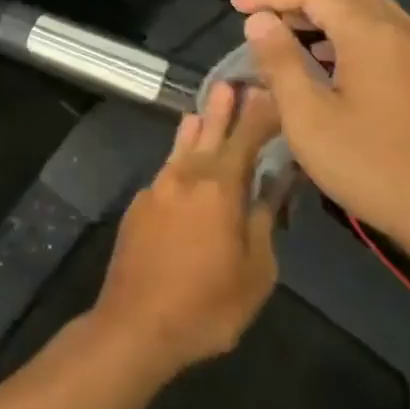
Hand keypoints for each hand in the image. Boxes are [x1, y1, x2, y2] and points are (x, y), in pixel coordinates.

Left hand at [92, 81, 281, 379]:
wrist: (135, 325)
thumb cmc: (206, 306)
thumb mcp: (255, 272)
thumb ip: (263, 221)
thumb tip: (273, 185)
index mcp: (218, 189)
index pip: (246, 140)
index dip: (261, 116)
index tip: (273, 92)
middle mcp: (185, 178)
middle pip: (209, 134)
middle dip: (224, 110)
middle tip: (232, 83)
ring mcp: (157, 189)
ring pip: (182, 149)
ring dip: (197, 128)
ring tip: (204, 110)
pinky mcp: (139, 205)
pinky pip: (166, 171)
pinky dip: (179, 156)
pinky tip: (183, 158)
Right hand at [230, 0, 409, 278]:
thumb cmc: (373, 167)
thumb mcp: (308, 118)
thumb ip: (280, 62)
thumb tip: (260, 21)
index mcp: (371, 35)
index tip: (236, 3)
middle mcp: (404, 33)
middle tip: (261, 17)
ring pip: (371, 13)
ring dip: (327, 15)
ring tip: (292, 37)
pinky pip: (390, 36)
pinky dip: (353, 34)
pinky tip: (336, 64)